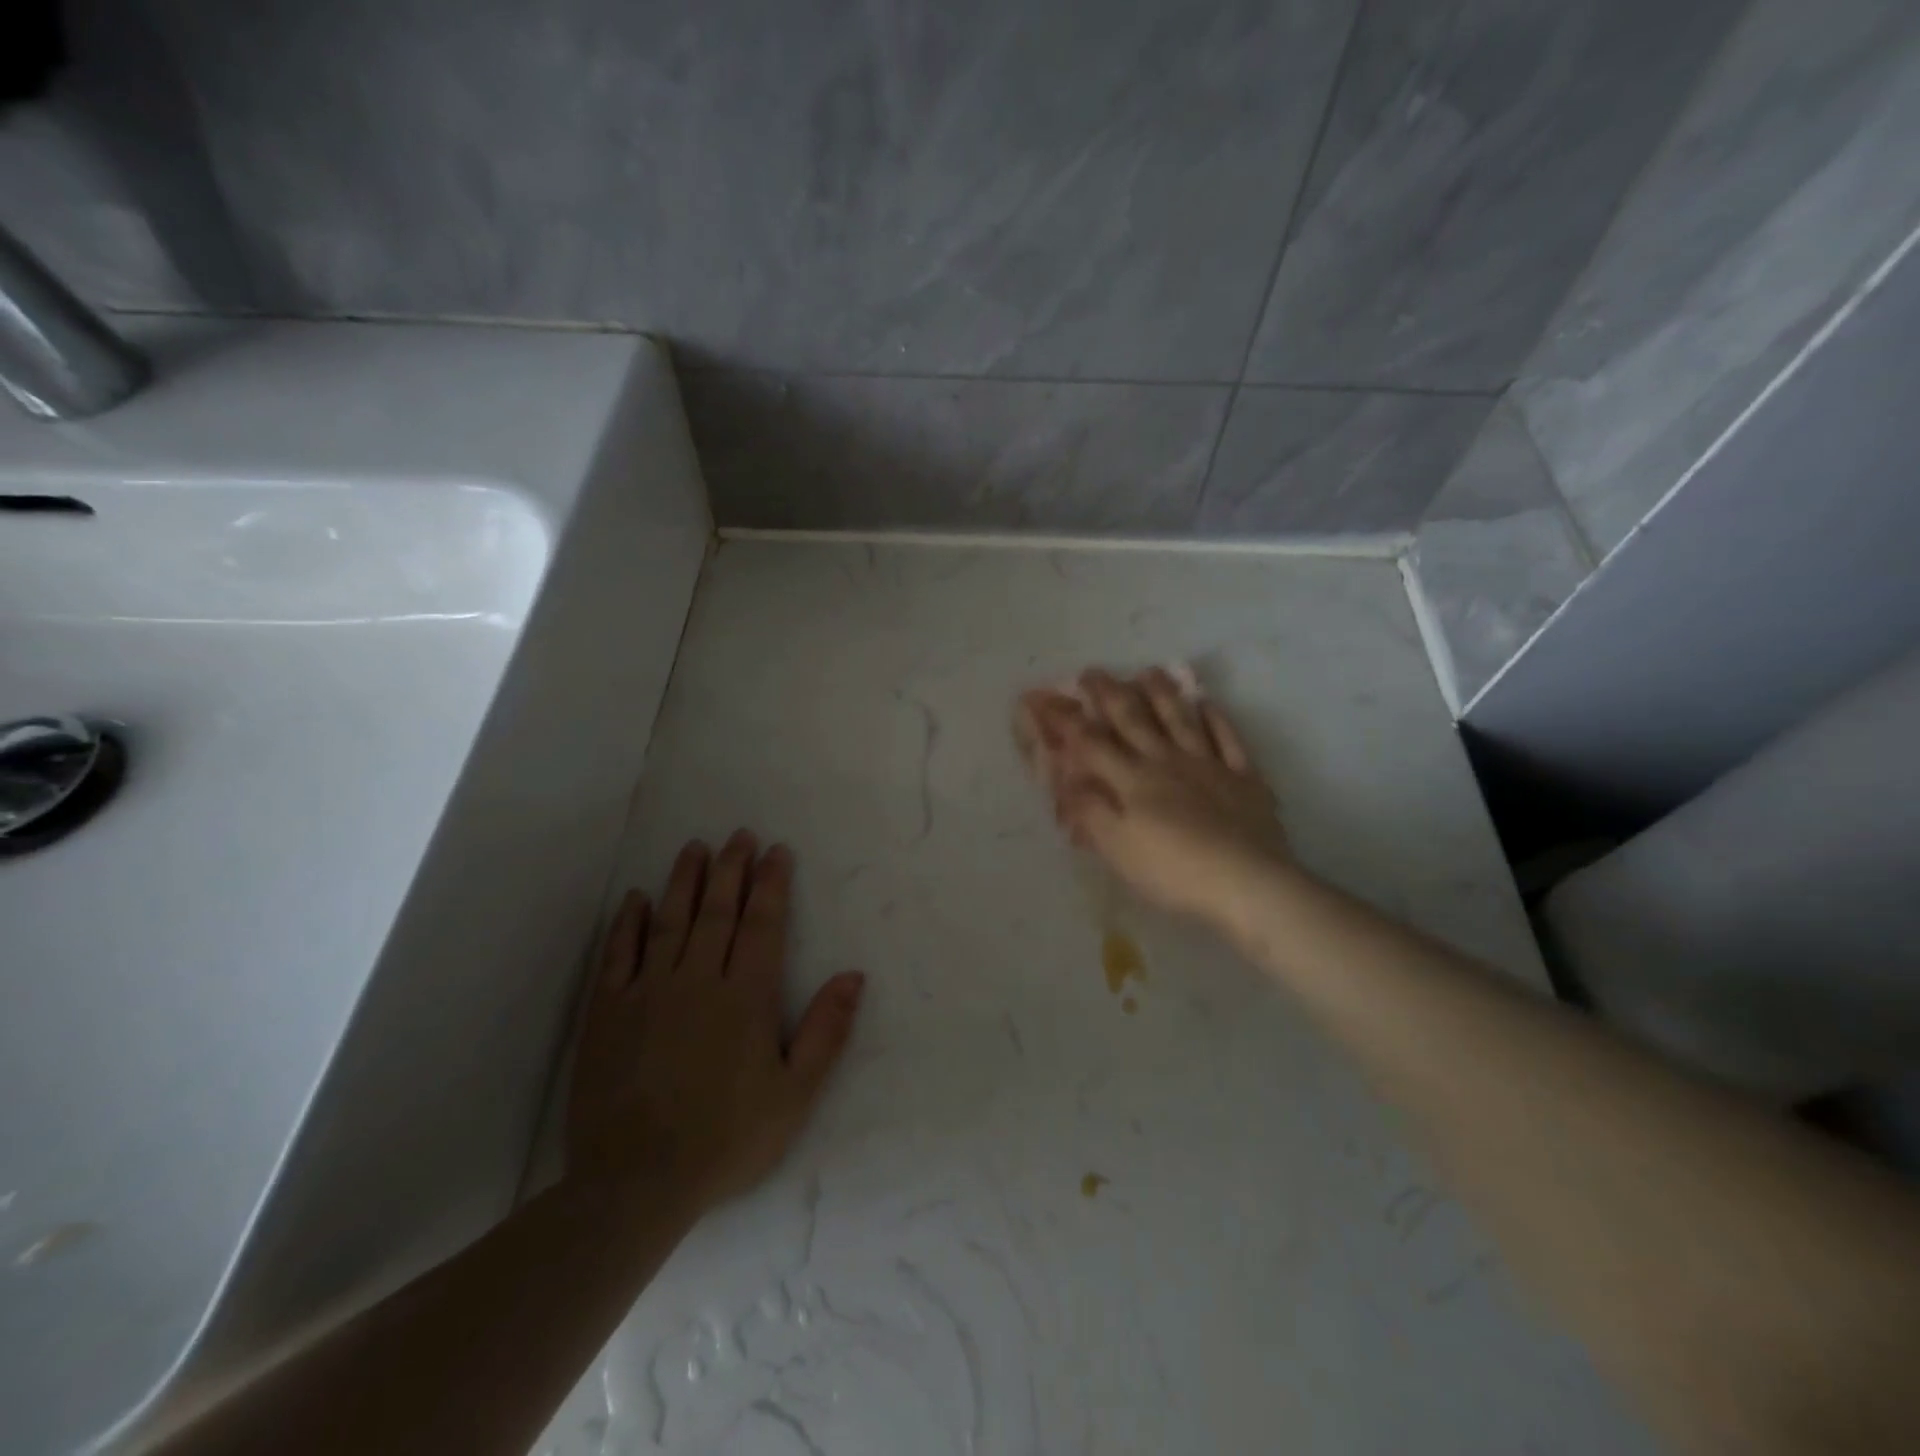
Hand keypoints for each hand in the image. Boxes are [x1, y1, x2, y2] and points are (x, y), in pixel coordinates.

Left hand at [567, 832, 864, 1215]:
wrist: (636, 1184)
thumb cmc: (727, 1139)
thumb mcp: (795, 1094)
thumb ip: (826, 1031)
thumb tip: (853, 975)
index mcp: (746, 996)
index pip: (762, 923)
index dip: (771, 883)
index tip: (776, 851)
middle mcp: (697, 979)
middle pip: (717, 910)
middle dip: (731, 868)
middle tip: (740, 835)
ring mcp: (648, 991)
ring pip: (670, 920)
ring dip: (684, 881)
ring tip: (695, 848)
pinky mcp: (607, 1011)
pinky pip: (617, 954)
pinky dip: (627, 923)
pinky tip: (635, 899)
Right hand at [1021, 668, 1291, 928]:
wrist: (1247, 883)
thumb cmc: (1174, 871)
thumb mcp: (1118, 849)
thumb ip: (1091, 811)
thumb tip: (1067, 781)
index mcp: (1133, 781)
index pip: (1092, 744)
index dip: (1068, 721)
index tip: (1048, 699)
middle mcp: (1167, 762)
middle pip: (1135, 720)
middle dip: (1110, 694)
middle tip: (1093, 673)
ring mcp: (1209, 766)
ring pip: (1181, 720)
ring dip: (1162, 694)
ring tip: (1148, 671)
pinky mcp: (1244, 778)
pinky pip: (1228, 739)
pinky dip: (1216, 719)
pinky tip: (1208, 704)